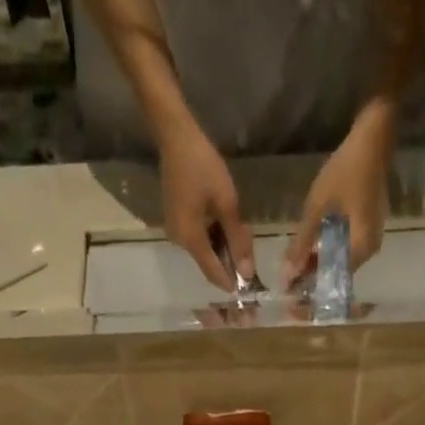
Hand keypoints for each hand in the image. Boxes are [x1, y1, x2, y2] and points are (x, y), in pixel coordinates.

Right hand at [158, 118, 252, 289]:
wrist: (176, 136)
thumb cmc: (203, 166)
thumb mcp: (227, 203)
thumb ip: (237, 240)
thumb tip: (247, 273)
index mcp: (190, 240)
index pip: (213, 273)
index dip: (231, 282)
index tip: (248, 288)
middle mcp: (180, 242)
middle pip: (209, 263)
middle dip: (230, 261)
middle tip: (248, 244)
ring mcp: (176, 232)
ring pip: (205, 250)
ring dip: (223, 247)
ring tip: (239, 229)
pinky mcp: (176, 221)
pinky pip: (198, 238)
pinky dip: (214, 236)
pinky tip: (225, 222)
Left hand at [282, 100, 393, 289]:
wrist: (374, 137)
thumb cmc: (345, 170)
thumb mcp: (318, 207)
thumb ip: (302, 243)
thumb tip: (287, 276)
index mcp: (359, 250)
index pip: (332, 282)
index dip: (311, 290)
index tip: (292, 296)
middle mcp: (369, 252)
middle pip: (338, 275)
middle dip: (314, 280)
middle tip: (290, 282)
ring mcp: (371, 240)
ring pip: (341, 263)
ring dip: (320, 266)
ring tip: (297, 268)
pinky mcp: (369, 228)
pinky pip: (347, 250)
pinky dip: (329, 253)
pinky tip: (313, 250)